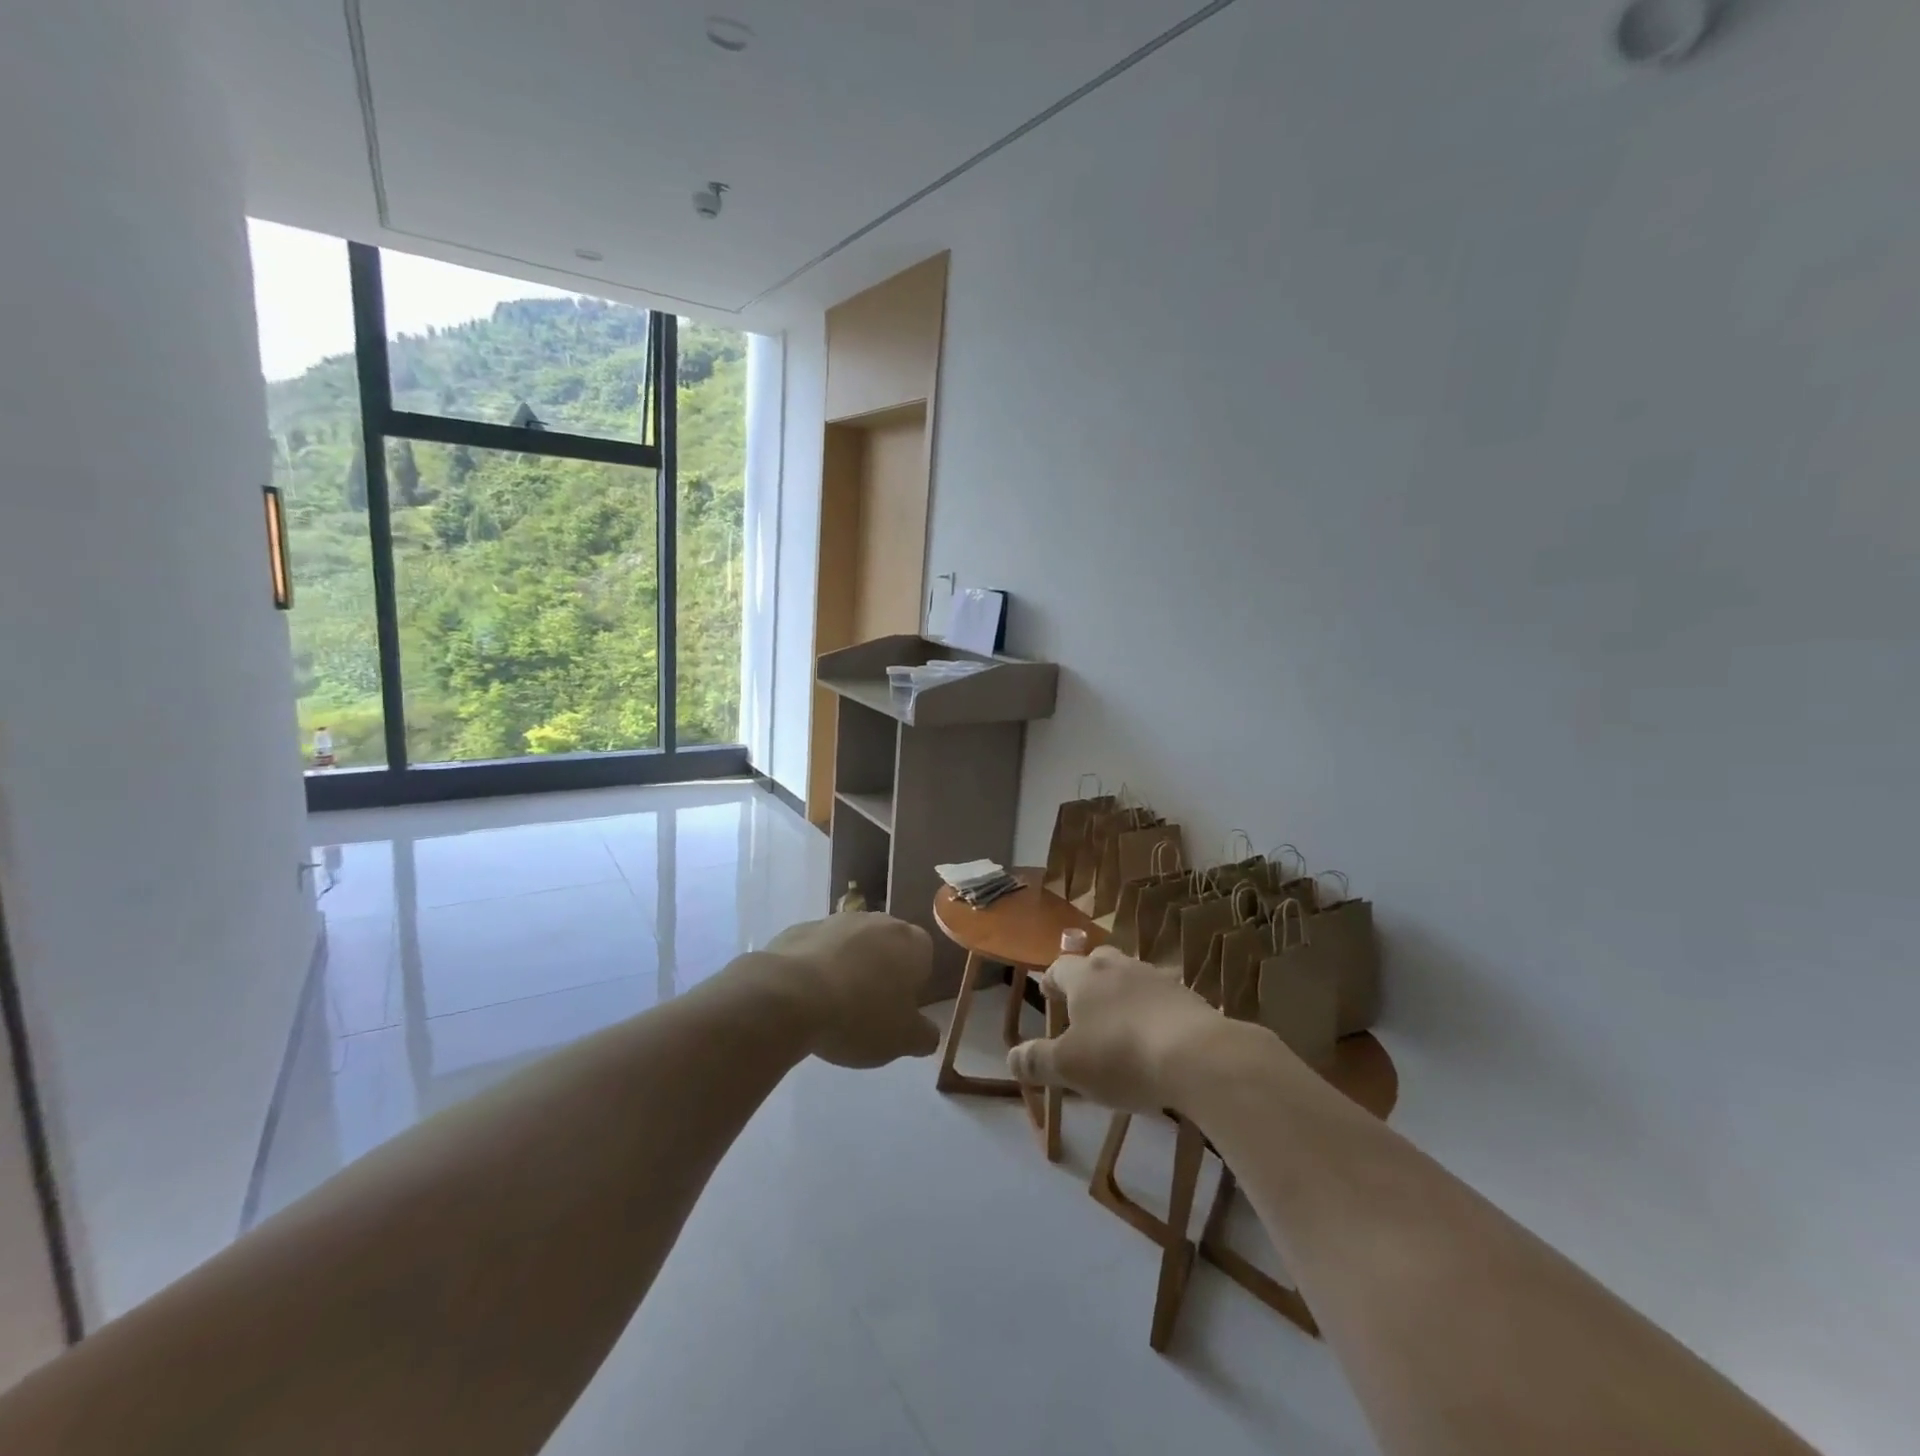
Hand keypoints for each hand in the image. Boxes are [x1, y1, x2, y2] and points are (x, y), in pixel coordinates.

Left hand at [761, 912, 940, 1067]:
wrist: (790, 996)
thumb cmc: (860, 1016)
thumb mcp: (902, 1040)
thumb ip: (923, 1035)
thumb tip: (928, 1034)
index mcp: (912, 943)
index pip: (924, 957)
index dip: (913, 984)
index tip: (898, 1010)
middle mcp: (879, 921)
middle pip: (887, 945)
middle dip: (880, 970)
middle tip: (867, 1008)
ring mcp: (837, 920)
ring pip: (851, 944)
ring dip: (847, 966)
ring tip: (831, 1005)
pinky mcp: (802, 927)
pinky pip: (817, 948)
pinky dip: (816, 966)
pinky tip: (804, 995)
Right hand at [1006, 946, 1239, 1111]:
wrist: (1197, 1056)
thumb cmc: (1121, 1056)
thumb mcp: (1069, 1067)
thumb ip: (1037, 1060)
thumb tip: (1011, 1057)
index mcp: (1085, 976)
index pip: (1059, 967)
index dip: (1051, 982)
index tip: (1048, 997)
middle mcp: (1119, 966)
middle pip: (1097, 963)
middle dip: (1088, 981)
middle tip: (1083, 1008)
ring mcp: (1156, 977)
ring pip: (1130, 978)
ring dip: (1122, 996)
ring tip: (1120, 1027)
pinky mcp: (1188, 996)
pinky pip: (1161, 999)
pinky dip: (1152, 1013)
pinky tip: (1155, 1040)